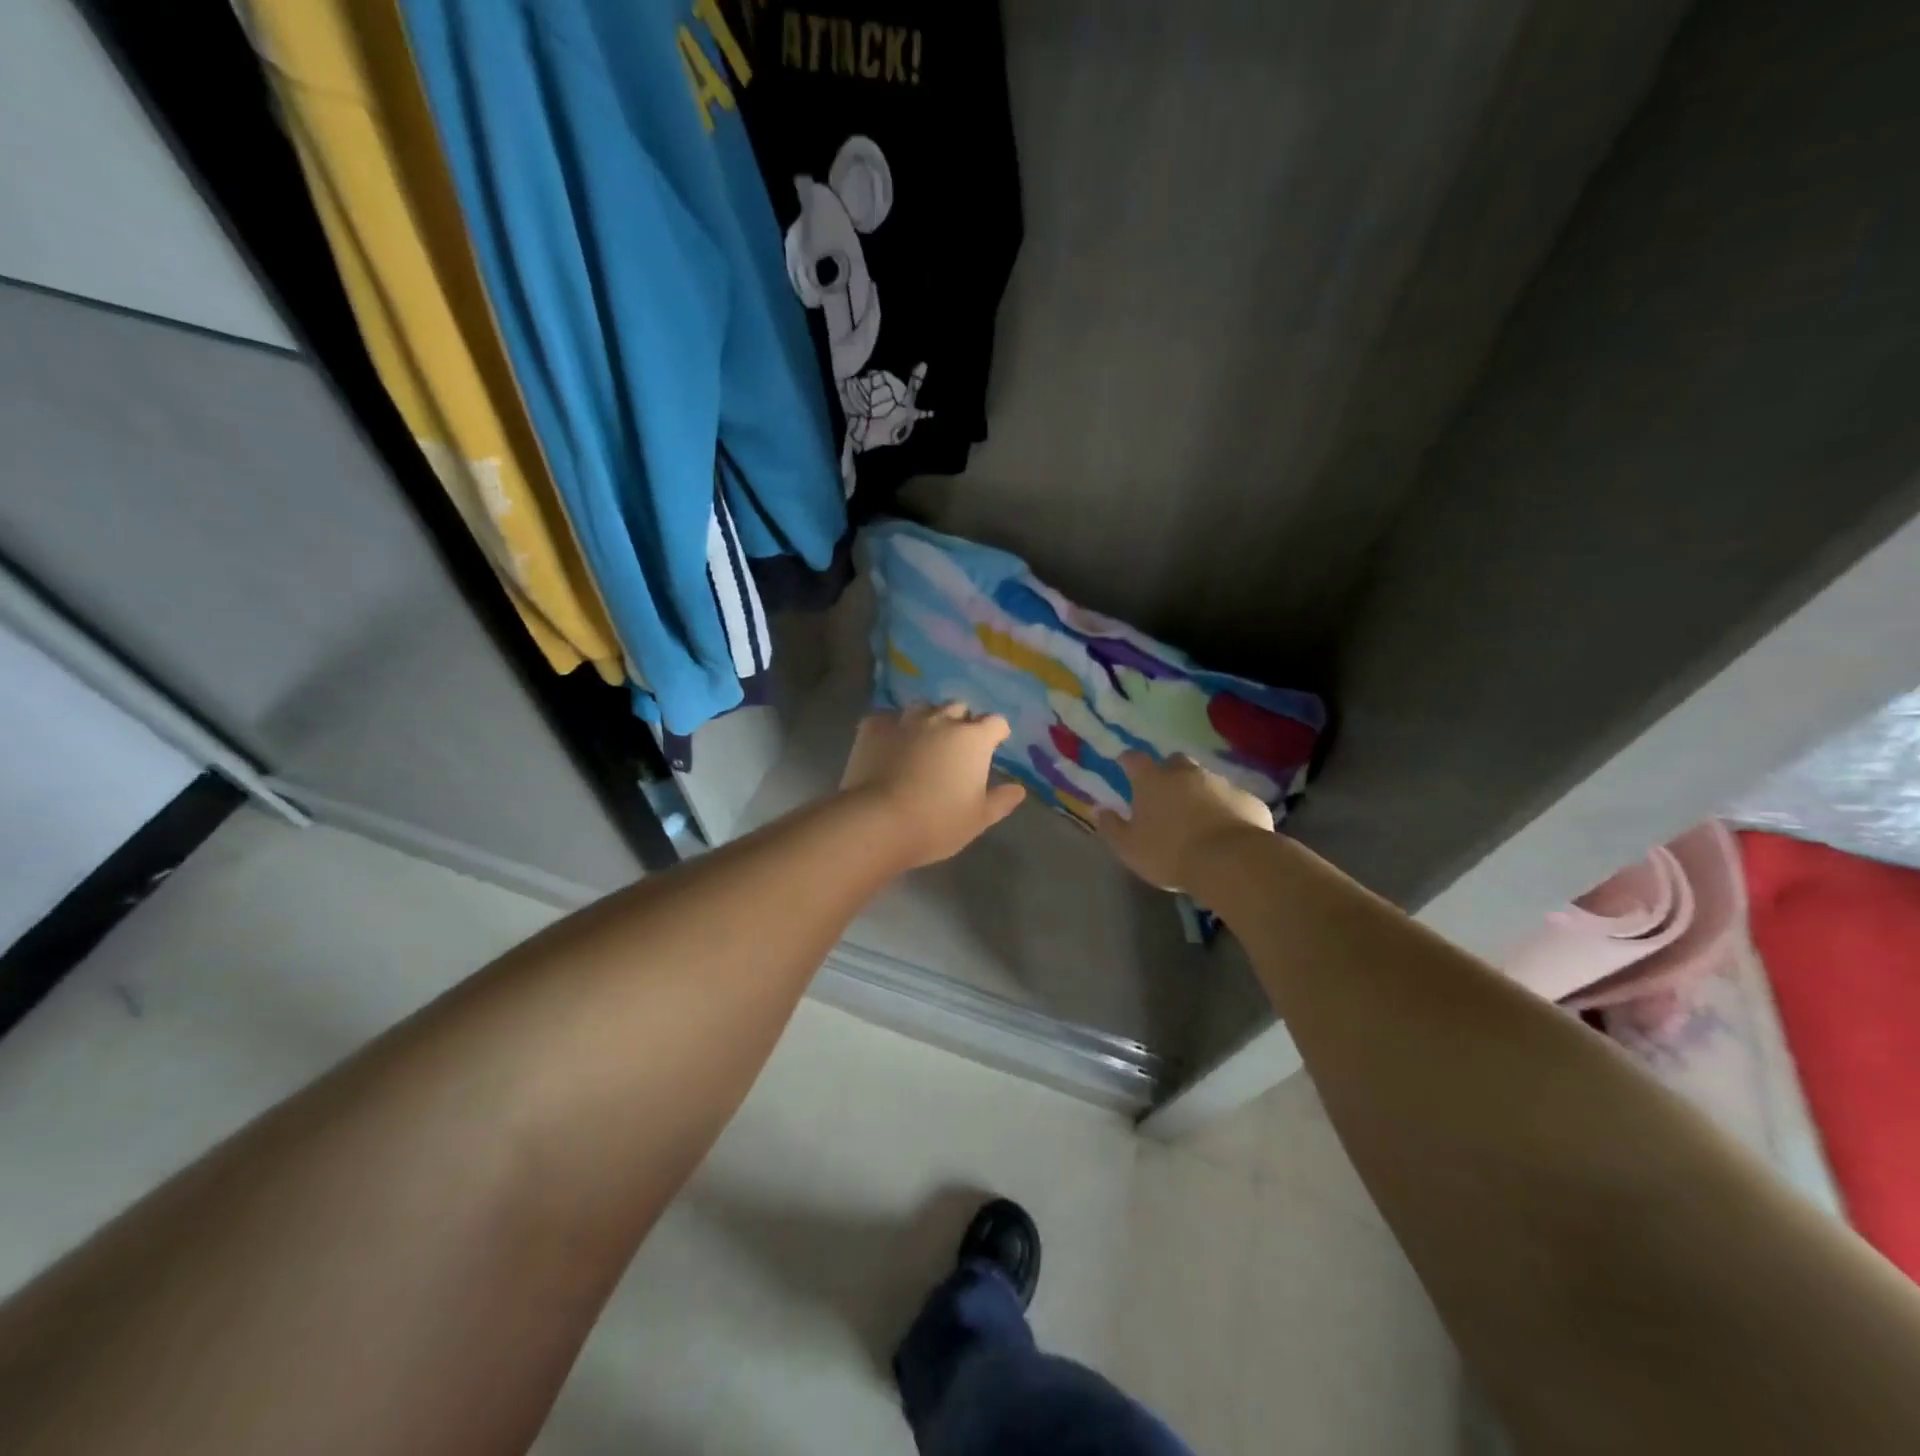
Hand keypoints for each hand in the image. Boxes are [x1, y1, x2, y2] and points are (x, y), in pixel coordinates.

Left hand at [840, 704, 1027, 869]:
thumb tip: (1018, 790)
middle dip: (961, 722)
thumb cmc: (937, 823)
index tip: (994, 745)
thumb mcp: (978, 819)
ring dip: (928, 719)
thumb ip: (1001, 801)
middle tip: (956, 746)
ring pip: (922, 707)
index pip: (995, 722)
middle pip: (958, 708)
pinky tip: (888, 746)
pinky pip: (887, 719)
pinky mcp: (873, 726)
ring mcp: (905, 720)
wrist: (878, 822)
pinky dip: (892, 729)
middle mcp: (941, 720)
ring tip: (922, 741)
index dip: (996, 733)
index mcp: (973, 739)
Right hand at [1096, 752, 1272, 891]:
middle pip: (1175, 762)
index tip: (1124, 764)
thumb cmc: (1170, 853)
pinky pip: (1233, 800)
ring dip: (1200, 792)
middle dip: (1169, 772)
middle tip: (1165, 793)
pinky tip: (1226, 831)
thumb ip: (1112, 827)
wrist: (1231, 862)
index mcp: (1153, 782)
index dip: (1128, 760)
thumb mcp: (1129, 848)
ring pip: (1206, 780)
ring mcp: (1221, 784)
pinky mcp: (1249, 800)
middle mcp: (1187, 774)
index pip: (1134, 759)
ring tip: (1198, 817)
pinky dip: (1227, 810)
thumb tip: (1099, 809)